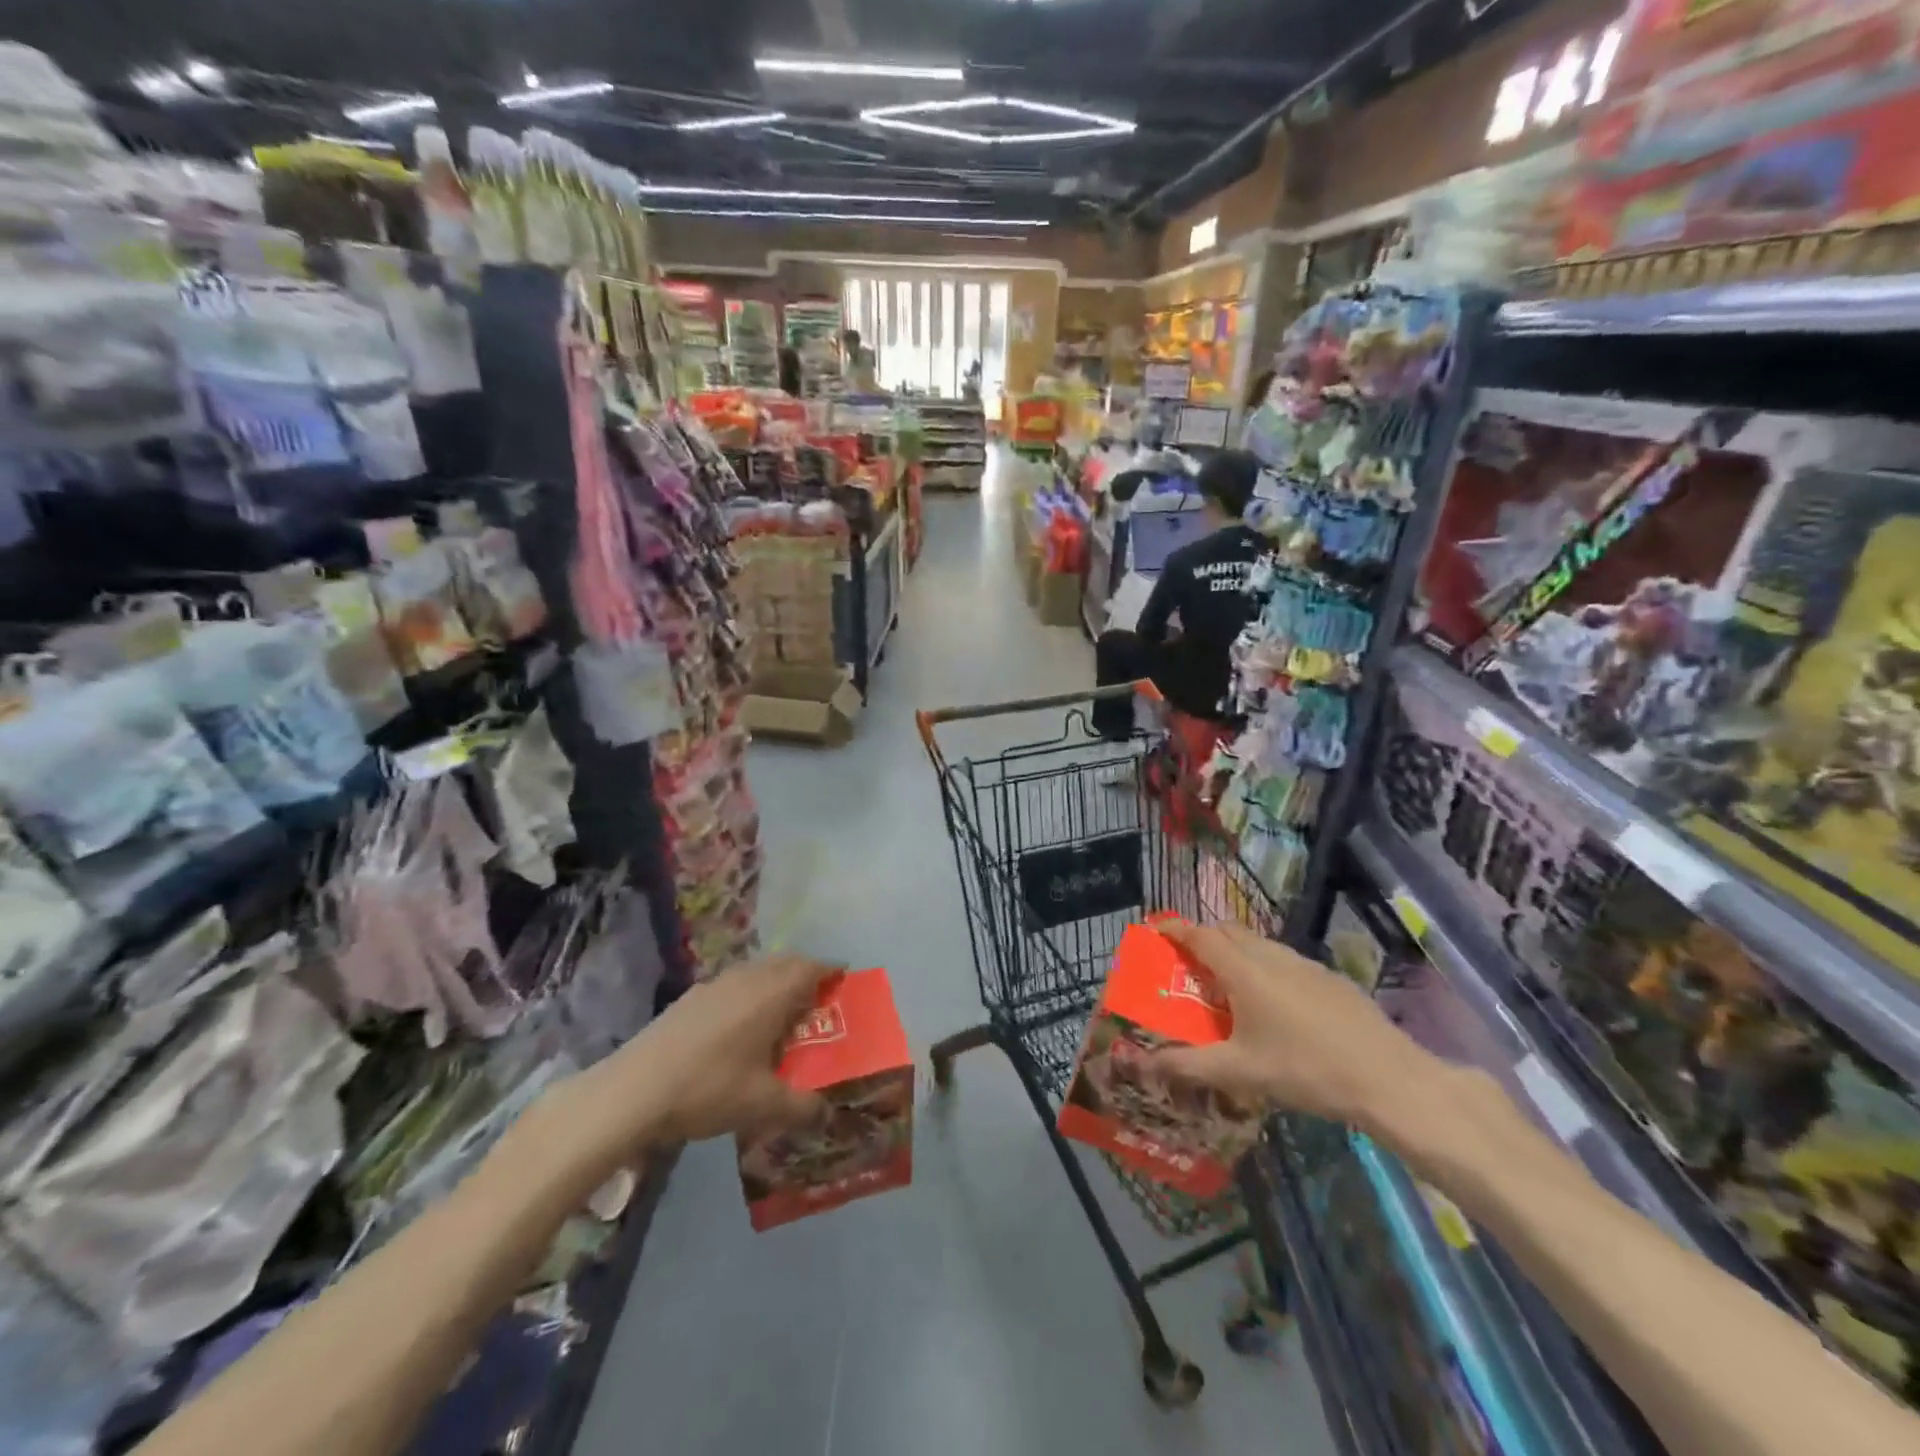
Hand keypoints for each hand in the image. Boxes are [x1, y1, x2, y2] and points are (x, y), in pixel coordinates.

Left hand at [549, 954, 841, 1178]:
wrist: (633, 1091)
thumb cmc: (709, 1089)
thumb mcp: (763, 1106)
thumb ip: (802, 1108)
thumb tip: (827, 1113)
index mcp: (771, 994)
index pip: (811, 968)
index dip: (831, 971)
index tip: (844, 979)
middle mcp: (747, 978)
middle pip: (785, 963)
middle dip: (805, 974)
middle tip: (818, 999)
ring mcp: (715, 984)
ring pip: (757, 971)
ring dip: (775, 983)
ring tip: (782, 1014)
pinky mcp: (691, 997)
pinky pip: (734, 984)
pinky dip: (749, 994)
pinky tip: (740, 1028)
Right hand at [1150, 920, 1430, 1126]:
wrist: (1388, 1078)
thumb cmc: (1304, 1070)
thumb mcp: (1239, 1072)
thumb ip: (1187, 1065)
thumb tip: (1143, 1064)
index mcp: (1243, 971)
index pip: (1199, 936)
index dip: (1174, 929)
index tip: (1155, 930)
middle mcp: (1271, 956)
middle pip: (1228, 932)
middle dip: (1204, 939)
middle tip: (1189, 965)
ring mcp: (1305, 964)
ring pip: (1259, 944)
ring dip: (1236, 953)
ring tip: (1230, 987)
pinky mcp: (1330, 978)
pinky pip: (1285, 960)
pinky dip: (1266, 967)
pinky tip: (1276, 1006)